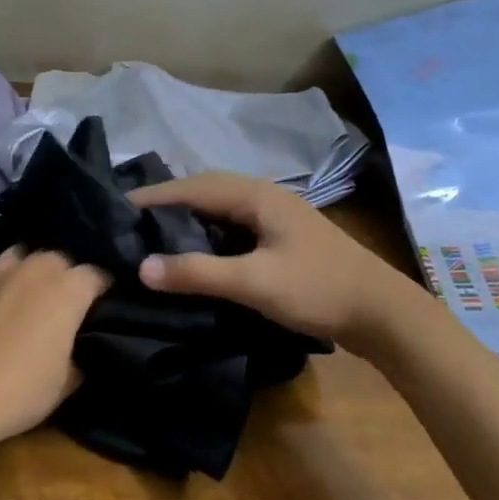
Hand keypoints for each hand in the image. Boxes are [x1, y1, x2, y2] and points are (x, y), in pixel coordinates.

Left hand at [0, 248, 107, 450]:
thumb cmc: (21, 391)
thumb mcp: (67, 382)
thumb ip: (82, 354)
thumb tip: (83, 347)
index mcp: (70, 289)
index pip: (98, 275)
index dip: (106, 289)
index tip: (108, 305)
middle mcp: (41, 269)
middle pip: (67, 260)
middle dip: (74, 276)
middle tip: (77, 303)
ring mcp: (8, 271)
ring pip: (37, 257)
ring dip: (46, 270)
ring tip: (47, 293)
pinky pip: (8, 263)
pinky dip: (17, 269)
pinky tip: (17, 286)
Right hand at [129, 172, 408, 353]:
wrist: (381, 312)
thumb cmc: (317, 288)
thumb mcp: (254, 282)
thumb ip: (198, 273)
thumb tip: (141, 267)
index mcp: (256, 194)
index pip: (193, 187)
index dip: (154, 196)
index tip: (116, 206)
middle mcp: (263, 195)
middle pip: (204, 190)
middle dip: (167, 202)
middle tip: (129, 220)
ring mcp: (274, 215)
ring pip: (219, 207)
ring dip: (187, 216)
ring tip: (152, 233)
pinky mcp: (281, 236)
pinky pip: (232, 224)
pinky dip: (207, 231)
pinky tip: (194, 250)